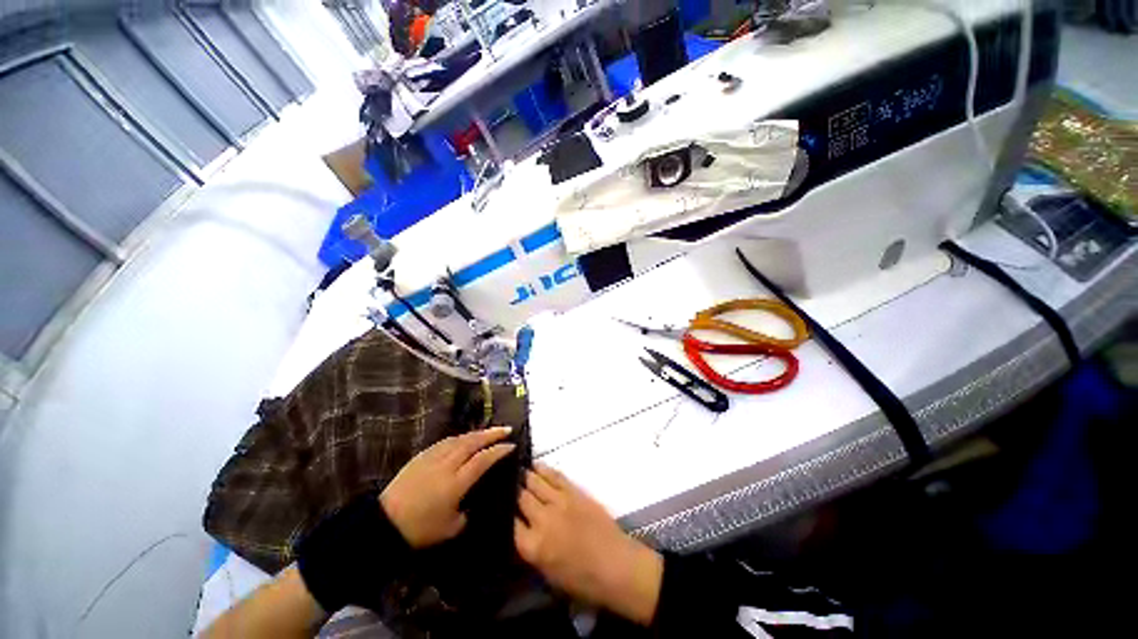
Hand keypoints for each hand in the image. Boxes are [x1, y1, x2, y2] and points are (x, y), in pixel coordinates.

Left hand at [380, 426, 514, 547]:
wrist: (383, 523)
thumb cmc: (419, 529)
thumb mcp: (450, 528)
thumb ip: (467, 512)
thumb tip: (474, 501)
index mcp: (456, 482)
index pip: (483, 459)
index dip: (499, 451)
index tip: (512, 445)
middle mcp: (447, 464)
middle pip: (473, 442)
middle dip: (492, 434)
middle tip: (507, 429)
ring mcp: (433, 457)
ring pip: (460, 439)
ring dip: (477, 433)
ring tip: (489, 432)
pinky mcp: (422, 456)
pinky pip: (446, 441)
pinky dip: (460, 438)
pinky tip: (464, 438)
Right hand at [514, 464, 663, 625]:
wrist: (616, 566)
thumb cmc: (582, 581)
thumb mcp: (548, 574)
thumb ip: (531, 549)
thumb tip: (520, 530)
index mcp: (533, 547)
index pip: (509, 523)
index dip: (503, 512)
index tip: (498, 505)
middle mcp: (542, 520)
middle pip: (521, 498)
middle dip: (513, 491)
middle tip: (506, 484)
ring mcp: (559, 502)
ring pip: (535, 482)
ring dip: (525, 476)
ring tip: (518, 470)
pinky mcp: (574, 492)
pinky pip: (555, 476)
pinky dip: (543, 469)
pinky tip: (535, 465)